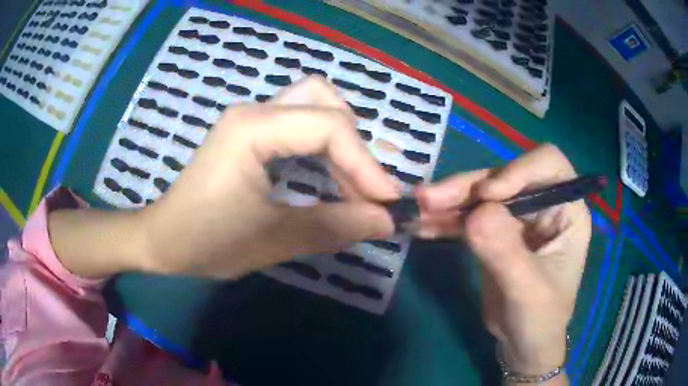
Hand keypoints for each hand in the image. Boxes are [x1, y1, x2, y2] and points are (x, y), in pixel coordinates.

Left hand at [143, 77, 398, 277]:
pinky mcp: (251, 132)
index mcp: (251, 129)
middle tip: (365, 189)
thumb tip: (386, 221)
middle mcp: (254, 111)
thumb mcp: (271, 239)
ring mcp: (251, 119)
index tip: (387, 203)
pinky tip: (328, 176)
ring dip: (342, 142)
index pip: (328, 127)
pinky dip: (324, 146)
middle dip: (355, 145)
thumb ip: (332, 226)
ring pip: (314, 105)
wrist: (162, 240)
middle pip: (325, 101)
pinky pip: (300, 123)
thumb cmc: (205, 241)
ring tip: (352, 186)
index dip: (366, 164)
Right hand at [416, 144, 590, 377]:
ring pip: (481, 194)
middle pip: (505, 176)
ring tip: (419, 210)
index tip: (487, 195)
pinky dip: (446, 220)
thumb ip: (506, 251)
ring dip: (450, 200)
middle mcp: (543, 204)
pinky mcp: (495, 232)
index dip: (518, 169)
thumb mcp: (528, 290)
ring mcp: (517, 217)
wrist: (522, 343)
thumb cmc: (540, 319)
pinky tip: (423, 227)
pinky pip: (468, 216)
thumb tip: (475, 215)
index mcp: (566, 210)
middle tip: (430, 198)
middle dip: (469, 186)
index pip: (548, 165)